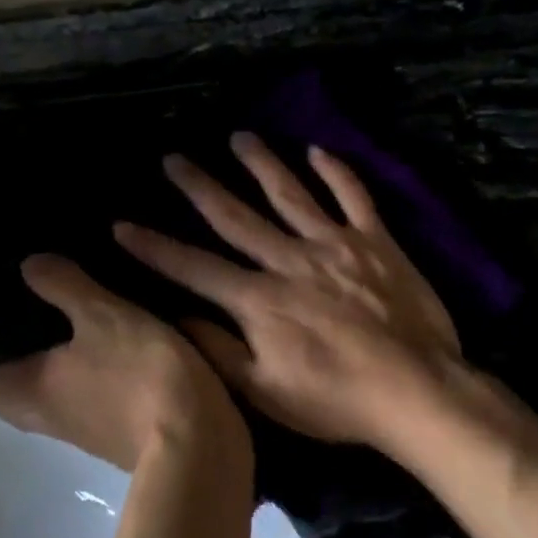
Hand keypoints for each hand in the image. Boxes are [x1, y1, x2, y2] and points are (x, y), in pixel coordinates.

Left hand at [0, 254, 249, 472]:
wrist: (197, 441)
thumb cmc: (137, 374)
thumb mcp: (102, 315)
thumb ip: (64, 287)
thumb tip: (29, 265)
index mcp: (27, 392)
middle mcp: (46, 418)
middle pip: (8, 393)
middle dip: (6, 361)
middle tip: (18, 314)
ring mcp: (83, 431)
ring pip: (48, 398)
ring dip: (48, 369)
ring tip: (63, 324)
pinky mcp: (118, 434)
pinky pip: (86, 401)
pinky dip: (85, 377)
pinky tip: (108, 347)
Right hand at [114, 133, 464, 456]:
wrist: (415, 389)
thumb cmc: (336, 400)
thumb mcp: (265, 392)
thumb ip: (218, 351)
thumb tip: (177, 316)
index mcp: (259, 300)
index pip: (195, 268)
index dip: (156, 247)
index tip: (122, 225)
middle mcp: (290, 260)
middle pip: (237, 217)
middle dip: (200, 187)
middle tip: (174, 158)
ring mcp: (335, 244)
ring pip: (291, 194)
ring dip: (262, 164)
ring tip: (239, 137)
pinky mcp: (376, 241)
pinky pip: (354, 197)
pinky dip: (337, 172)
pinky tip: (318, 150)